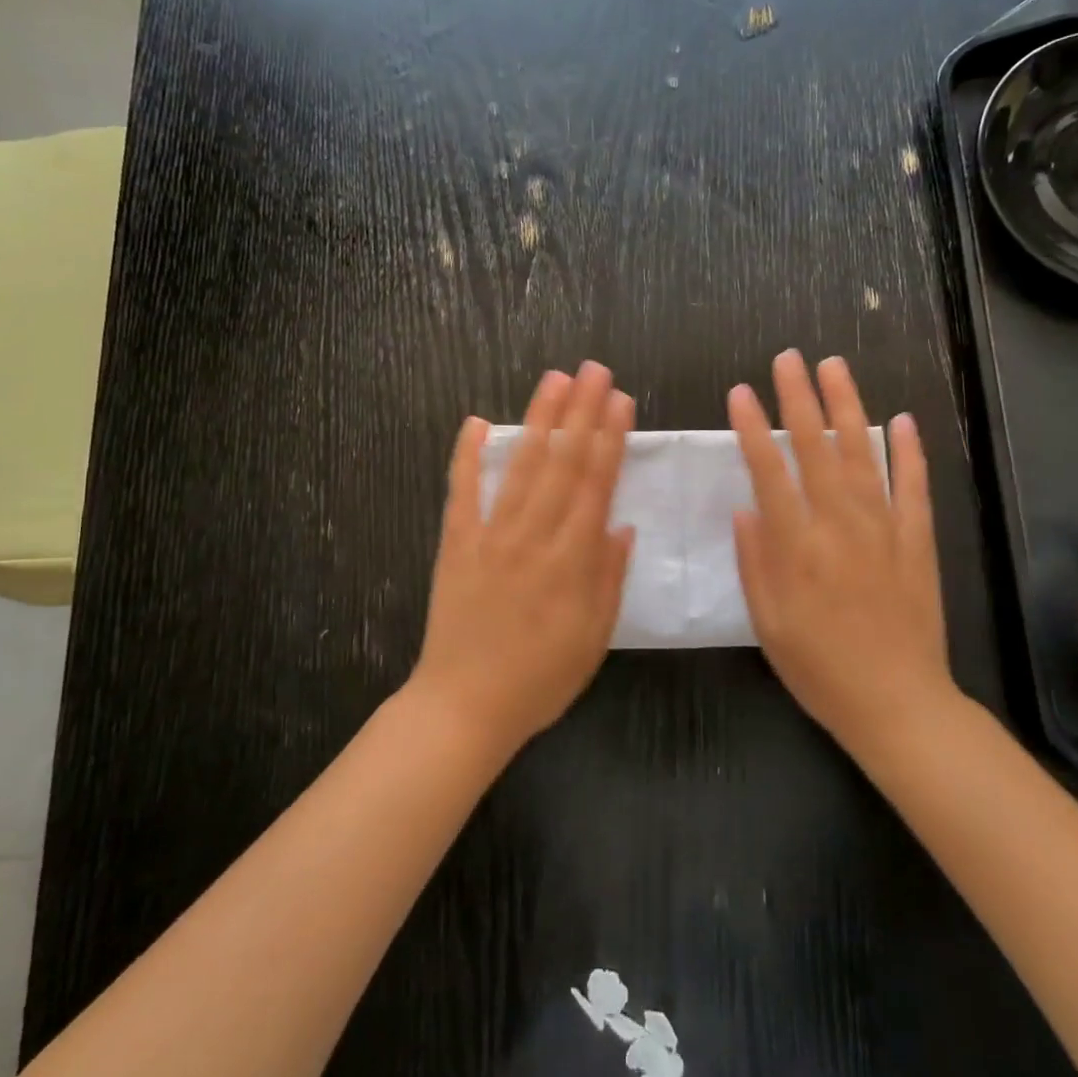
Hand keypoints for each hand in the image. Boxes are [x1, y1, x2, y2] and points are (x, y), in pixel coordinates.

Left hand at [411, 362, 635, 758]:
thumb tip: (621, 525)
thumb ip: (609, 578)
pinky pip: (461, 492)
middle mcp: (533, 536)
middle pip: (562, 462)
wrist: (464, 707)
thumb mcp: (594, 638)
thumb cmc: (540, 678)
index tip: (620, 400)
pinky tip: (474, 422)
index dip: (610, 438)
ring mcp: (490, 536)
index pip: (595, 484)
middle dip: (581, 411)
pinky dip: (466, 455)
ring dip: (538, 419)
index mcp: (571, 560)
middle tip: (594, 369)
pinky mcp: (456, 544)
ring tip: (553, 380)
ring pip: (519, 466)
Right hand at [728, 350, 960, 754]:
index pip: (769, 471)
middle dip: (799, 399)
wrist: (898, 702)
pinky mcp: (918, 540)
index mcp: (797, 545)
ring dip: (847, 406)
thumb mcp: (768, 623)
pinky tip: (902, 420)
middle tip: (788, 358)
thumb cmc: (819, 668)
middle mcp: (840, 524)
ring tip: (834, 367)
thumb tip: (746, 508)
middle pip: (815, 448)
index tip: (740, 391)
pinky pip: (913, 486)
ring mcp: (884, 528)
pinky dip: (908, 451)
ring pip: (862, 453)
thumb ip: (755, 561)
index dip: (752, 428)